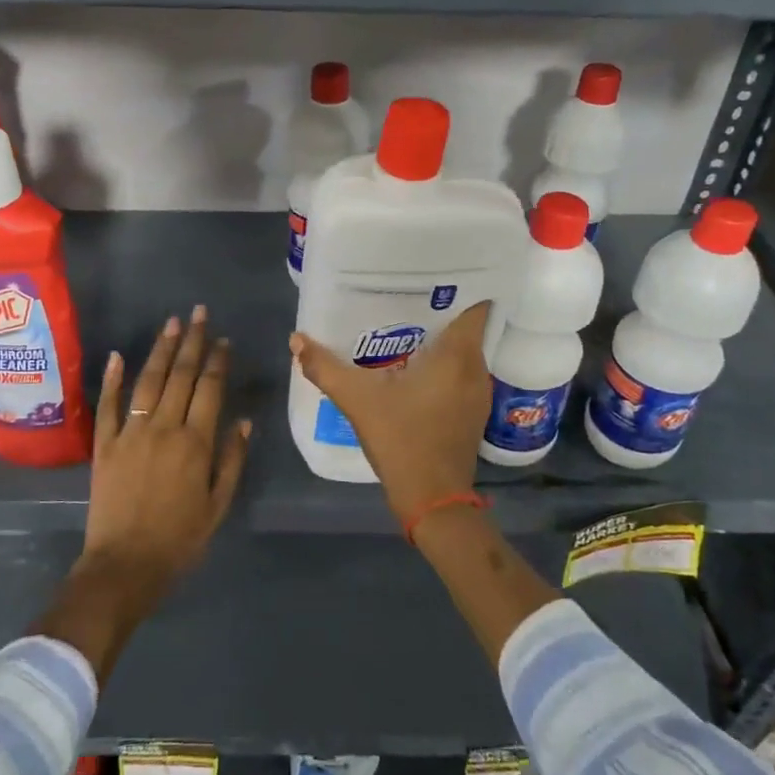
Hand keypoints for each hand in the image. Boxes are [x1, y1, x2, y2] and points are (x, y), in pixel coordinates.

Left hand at [36, 308, 251, 681]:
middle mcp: (163, 427)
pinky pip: (108, 404)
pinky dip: (112, 378)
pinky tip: (118, 355)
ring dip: (161, 350)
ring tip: (171, 324)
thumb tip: (243, 420)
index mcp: (195, 442)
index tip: (223, 340)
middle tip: (198, 313)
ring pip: (148, 381)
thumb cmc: (179, 540)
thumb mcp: (218, 505)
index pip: (209, 389)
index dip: (217, 361)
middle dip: (192, 341)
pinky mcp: (104, 444)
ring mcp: (130, 432)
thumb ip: (231, 460)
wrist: (125, 566)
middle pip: (181, 376)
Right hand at [290, 300, 489, 530]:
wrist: (432, 499)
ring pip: (463, 352)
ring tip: (403, 327)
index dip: (456, 285)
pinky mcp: (472, 413)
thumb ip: (325, 367)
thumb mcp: (358, 400)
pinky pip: (460, 374)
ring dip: (438, 341)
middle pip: (464, 326)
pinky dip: (441, 366)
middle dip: (437, 311)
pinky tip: (411, 369)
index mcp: (458, 355)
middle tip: (402, 297)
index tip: (428, 275)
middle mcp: (476, 368)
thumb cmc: (402, 440)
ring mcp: (478, 393)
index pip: (474, 304)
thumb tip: (297, 339)